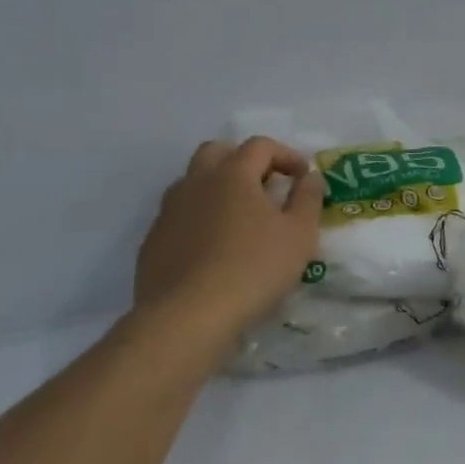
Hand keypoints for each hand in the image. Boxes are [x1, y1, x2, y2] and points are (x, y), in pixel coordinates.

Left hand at [133, 137, 325, 341]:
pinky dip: (200, 218)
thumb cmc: (253, 269)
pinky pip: (179, 216)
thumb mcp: (299, 235)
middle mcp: (196, 183)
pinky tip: (214, 248)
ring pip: (193, 182)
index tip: (303, 177)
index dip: (286, 155)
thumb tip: (311, 177)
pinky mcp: (153, 241)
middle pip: (217, 152)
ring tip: (239, 217)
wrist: (187, 317)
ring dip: (218, 188)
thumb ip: (308, 199)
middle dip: (244, 160)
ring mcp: (169, 211)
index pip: (260, 146)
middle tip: (265, 185)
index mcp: (232, 175)